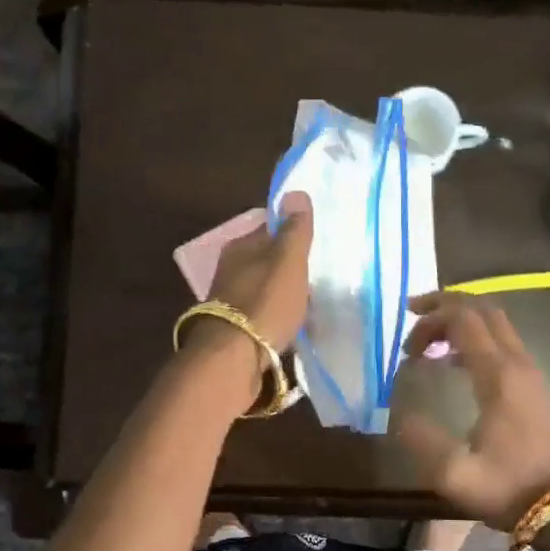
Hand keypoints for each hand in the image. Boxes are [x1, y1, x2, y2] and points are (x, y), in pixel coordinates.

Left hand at [205, 191, 312, 349]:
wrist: (233, 358)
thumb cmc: (265, 302)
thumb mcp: (288, 261)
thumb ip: (295, 230)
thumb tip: (296, 192)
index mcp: (241, 246)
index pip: (270, 229)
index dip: (294, 233)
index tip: (316, 243)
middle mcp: (230, 269)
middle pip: (267, 260)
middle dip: (290, 267)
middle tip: (319, 276)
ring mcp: (230, 300)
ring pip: (265, 288)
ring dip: (285, 294)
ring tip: (312, 304)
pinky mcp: (234, 329)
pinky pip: (263, 314)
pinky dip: (278, 317)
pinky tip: (293, 326)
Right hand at [394, 293, 549, 529]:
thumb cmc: (508, 488)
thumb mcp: (455, 473)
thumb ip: (421, 439)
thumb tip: (401, 414)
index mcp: (498, 375)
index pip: (464, 318)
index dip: (430, 317)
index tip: (405, 341)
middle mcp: (517, 363)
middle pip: (483, 309)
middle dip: (445, 307)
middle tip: (413, 325)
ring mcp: (531, 372)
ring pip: (496, 323)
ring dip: (460, 323)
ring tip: (428, 346)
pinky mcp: (535, 385)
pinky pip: (503, 342)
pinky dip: (475, 339)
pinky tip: (454, 364)